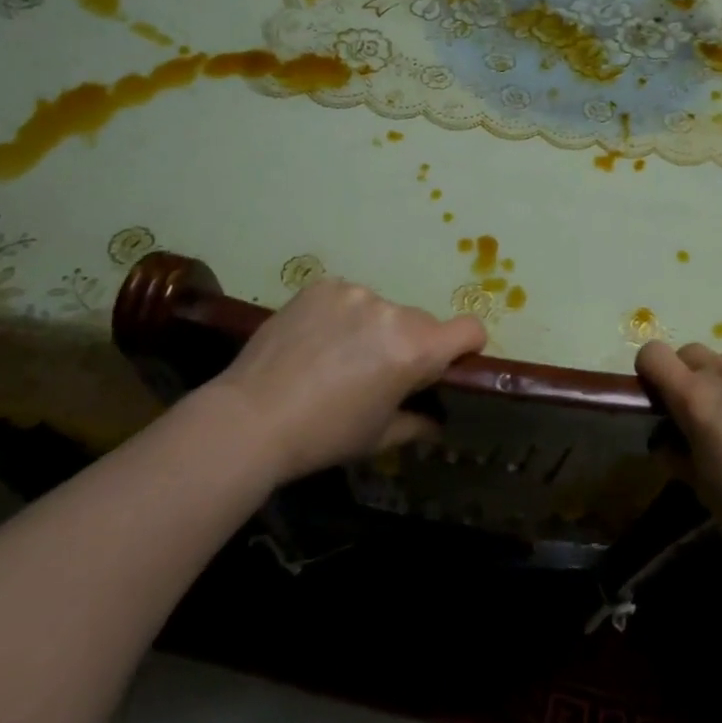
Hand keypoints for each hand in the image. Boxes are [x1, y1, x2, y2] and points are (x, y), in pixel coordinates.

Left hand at [208, 279, 485, 483]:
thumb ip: (417, 422)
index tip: (448, 363)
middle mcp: (393, 312)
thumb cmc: (324, 435)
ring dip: (372, 328)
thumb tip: (437, 420)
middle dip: (409, 344)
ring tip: (334, 357)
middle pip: (421, 322)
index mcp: (416, 350)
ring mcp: (356, 293)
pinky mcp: (323, 285)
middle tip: (376, 373)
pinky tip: (314, 340)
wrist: (250, 418)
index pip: (470, 329)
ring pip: (382, 309)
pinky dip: (340, 315)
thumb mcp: (378, 437)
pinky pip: (347, 298)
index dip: (467, 346)